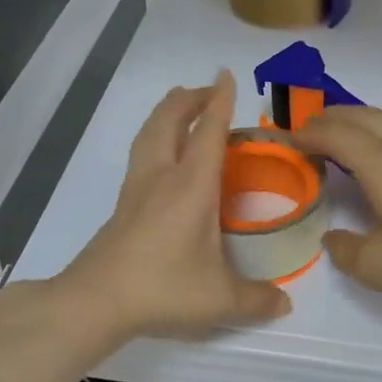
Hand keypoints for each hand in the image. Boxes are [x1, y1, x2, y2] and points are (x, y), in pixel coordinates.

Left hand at [57, 71, 291, 341]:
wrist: (96, 300)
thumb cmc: (163, 288)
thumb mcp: (219, 299)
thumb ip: (256, 300)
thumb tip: (285, 305)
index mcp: (191, 186)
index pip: (209, 132)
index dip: (220, 101)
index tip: (226, 75)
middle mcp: (162, 176)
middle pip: (170, 120)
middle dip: (189, 99)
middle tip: (207, 91)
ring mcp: (137, 188)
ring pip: (149, 132)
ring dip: (166, 112)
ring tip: (181, 107)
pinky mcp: (123, 203)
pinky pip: (140, 153)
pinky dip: (154, 137)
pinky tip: (161, 155)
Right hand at [292, 106, 381, 320]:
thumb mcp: (377, 267)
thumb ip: (344, 249)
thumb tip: (333, 238)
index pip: (337, 135)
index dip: (309, 133)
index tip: (289, 138)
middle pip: (363, 116)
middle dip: (331, 117)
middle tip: (310, 128)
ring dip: (362, 120)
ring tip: (345, 134)